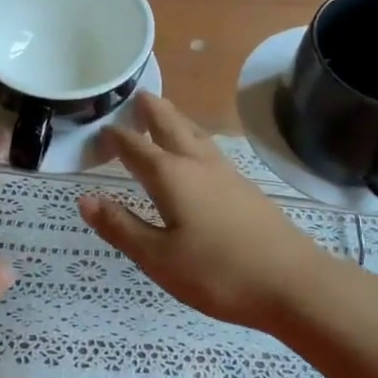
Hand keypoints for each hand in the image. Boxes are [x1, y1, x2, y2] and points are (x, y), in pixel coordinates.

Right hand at [77, 93, 326, 331]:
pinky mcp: (245, 188)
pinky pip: (210, 149)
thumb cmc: (217, 273)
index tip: (100, 128)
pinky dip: (194, 138)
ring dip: (175, 119)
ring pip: (194, 134)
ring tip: (164, 111)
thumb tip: (85, 198)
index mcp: (170, 176)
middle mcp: (197, 164)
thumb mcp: (158, 258)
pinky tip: (199, 152)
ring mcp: (226, 173)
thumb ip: (121, 227)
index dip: (116, 137)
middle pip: (170, 126)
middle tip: (138, 95)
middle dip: (152, 111)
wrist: (292, 282)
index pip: (135, 148)